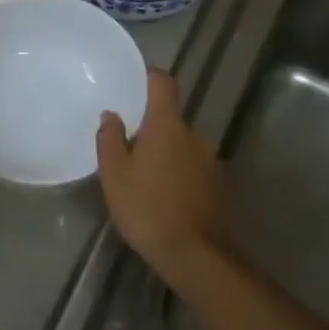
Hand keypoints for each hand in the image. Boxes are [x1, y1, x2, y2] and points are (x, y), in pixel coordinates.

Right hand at [96, 69, 229, 280]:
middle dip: (151, 124)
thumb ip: (110, 138)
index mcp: (168, 124)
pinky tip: (163, 191)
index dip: (149, 76)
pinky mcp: (217, 182)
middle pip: (171, 116)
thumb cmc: (147, 208)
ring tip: (143, 172)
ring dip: (165, 149)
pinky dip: (178, 169)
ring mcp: (210, 158)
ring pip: (182, 142)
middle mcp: (194, 133)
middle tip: (127, 142)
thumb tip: (112, 115)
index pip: (163, 83)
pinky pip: (192, 163)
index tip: (133, 80)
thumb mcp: (114, 174)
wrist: (194, 253)